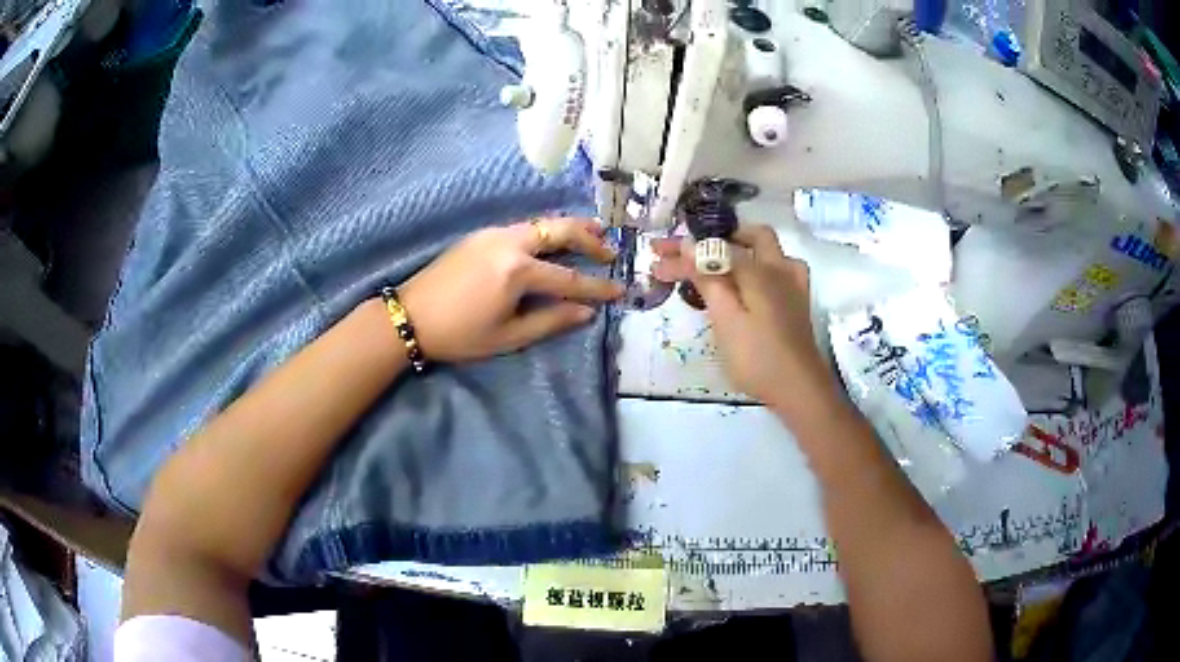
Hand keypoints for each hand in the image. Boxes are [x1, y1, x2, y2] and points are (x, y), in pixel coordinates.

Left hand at [397, 218, 622, 361]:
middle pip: (560, 230)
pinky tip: (552, 240)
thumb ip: (550, 321)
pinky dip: (546, 230)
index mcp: (517, 271)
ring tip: (593, 233)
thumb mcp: (508, 336)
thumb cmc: (459, 334)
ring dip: (569, 228)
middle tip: (611, 250)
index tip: (620, 289)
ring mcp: (494, 234)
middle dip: (590, 239)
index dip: (597, 287)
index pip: (569, 277)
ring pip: (541, 223)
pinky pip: (524, 226)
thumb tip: (586, 312)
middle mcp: (510, 243)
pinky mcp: (481, 234)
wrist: (410, 315)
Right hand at [651, 225, 836, 407]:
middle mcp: (778, 266)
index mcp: (758, 269)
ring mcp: (793, 282)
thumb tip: (688, 245)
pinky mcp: (798, 299)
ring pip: (765, 249)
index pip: (714, 249)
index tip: (657, 259)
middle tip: (685, 253)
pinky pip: (777, 268)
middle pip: (745, 237)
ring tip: (713, 263)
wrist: (799, 389)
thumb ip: (708, 279)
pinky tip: (750, 281)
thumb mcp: (725, 320)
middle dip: (714, 239)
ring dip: (738, 248)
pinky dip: (757, 266)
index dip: (683, 252)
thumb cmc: (757, 358)